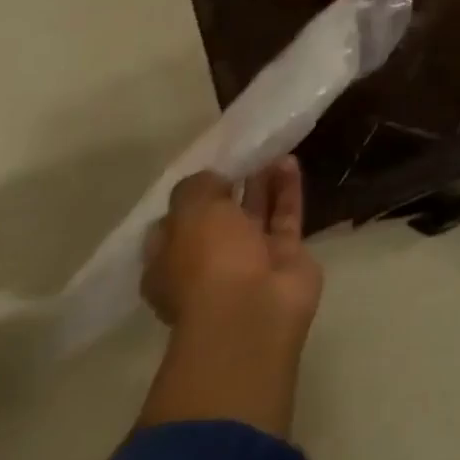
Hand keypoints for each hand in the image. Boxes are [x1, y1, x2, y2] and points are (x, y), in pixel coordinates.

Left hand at [143, 158, 321, 338]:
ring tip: (272, 151)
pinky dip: (287, 189)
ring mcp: (249, 259)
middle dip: (232, 186)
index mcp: (169, 261)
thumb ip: (196, 188)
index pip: (174, 224)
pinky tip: (290, 162)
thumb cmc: (208, 262)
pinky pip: (285, 215)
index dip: (190, 196)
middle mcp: (206, 261)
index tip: (208, 168)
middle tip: (245, 154)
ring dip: (262, 183)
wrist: (255, 307)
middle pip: (219, 217)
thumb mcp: (191, 214)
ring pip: (255, 214)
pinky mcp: (285, 254)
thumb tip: (209, 176)